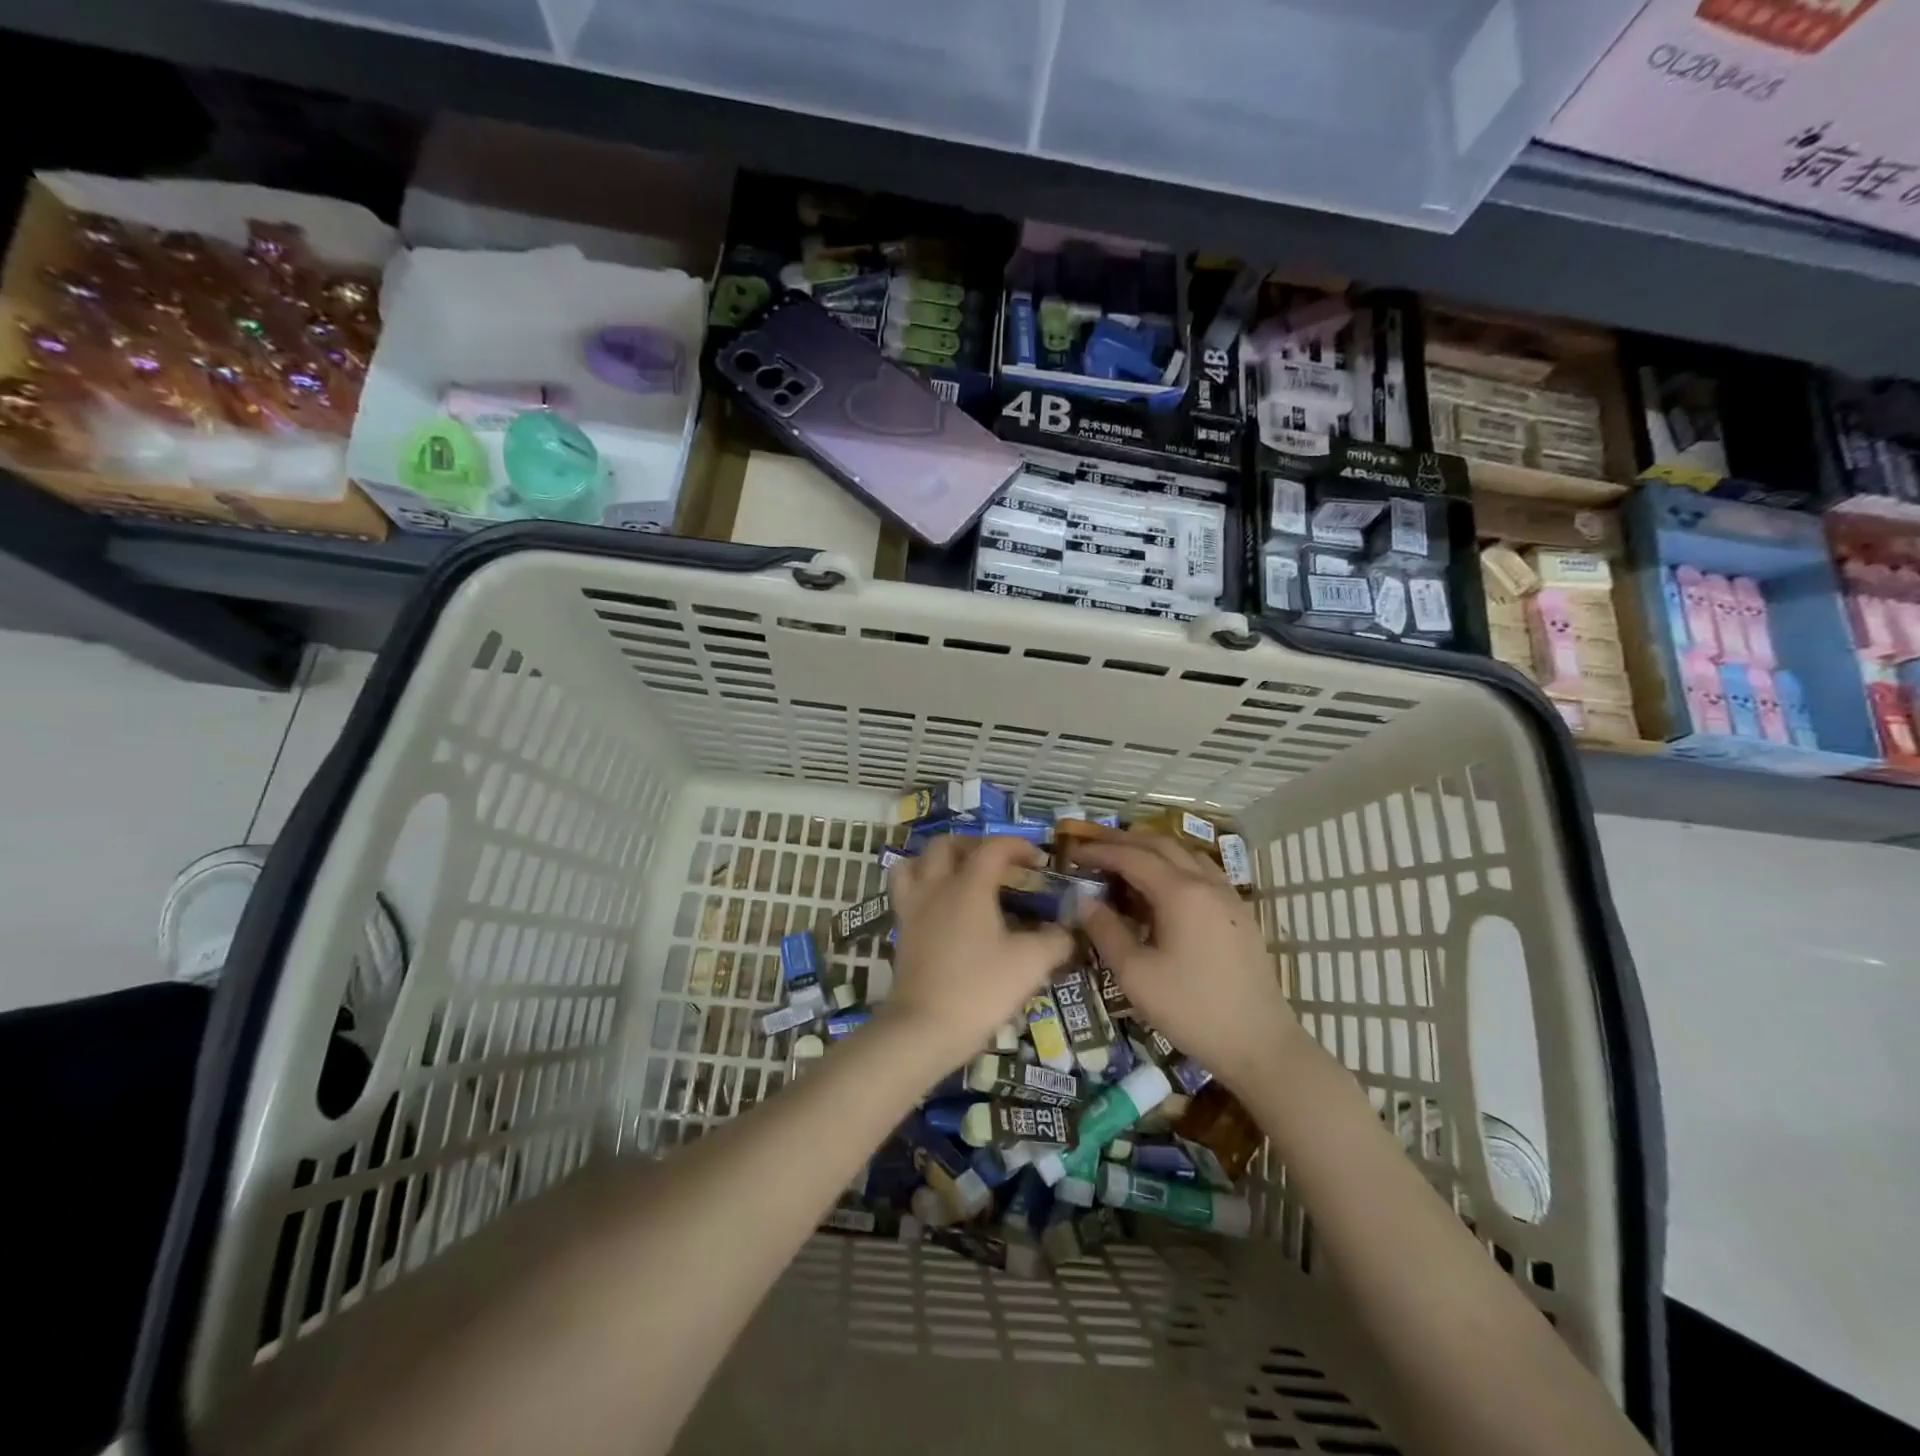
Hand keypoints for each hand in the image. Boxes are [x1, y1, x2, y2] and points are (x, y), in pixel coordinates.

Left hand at [883, 836, 1073, 1073]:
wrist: (924, 1029)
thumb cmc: (980, 989)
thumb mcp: (1030, 964)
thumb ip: (1055, 941)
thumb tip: (1068, 930)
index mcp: (969, 885)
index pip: (994, 848)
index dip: (1019, 846)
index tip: (1039, 862)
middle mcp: (936, 887)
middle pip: (946, 845)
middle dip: (974, 846)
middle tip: (996, 864)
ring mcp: (913, 908)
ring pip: (915, 863)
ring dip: (937, 861)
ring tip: (959, 876)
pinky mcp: (901, 931)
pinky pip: (905, 891)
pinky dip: (922, 886)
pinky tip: (941, 907)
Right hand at [1070, 832, 1297, 1090]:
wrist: (1259, 1043)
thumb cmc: (1191, 1009)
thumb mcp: (1135, 974)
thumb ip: (1106, 931)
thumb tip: (1084, 900)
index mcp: (1180, 892)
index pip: (1132, 857)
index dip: (1099, 851)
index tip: (1073, 852)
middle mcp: (1206, 883)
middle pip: (1161, 845)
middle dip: (1124, 841)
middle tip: (1093, 845)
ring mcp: (1228, 896)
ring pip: (1185, 853)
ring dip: (1152, 849)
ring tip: (1125, 858)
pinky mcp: (1239, 913)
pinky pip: (1202, 871)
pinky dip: (1175, 864)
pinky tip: (1164, 885)